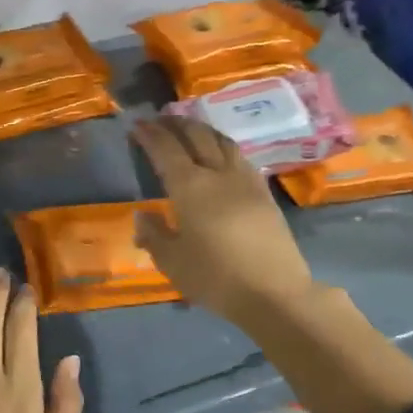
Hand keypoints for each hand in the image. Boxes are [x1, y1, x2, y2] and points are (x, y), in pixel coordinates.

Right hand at [133, 116, 315, 323]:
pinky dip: (223, 147)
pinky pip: (240, 158)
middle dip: (176, 124)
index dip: (151, 135)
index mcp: (190, 187)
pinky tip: (221, 155)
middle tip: (161, 119)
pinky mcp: (264, 193)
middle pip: (197, 137)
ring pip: (223, 142)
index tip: (138, 125)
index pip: (166, 150)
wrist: (274, 292)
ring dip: (203, 130)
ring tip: (190, 129)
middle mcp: (218, 174)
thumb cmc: (215, 277)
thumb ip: (154, 235)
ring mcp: (246, 181)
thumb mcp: (172, 261)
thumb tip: (143, 216)